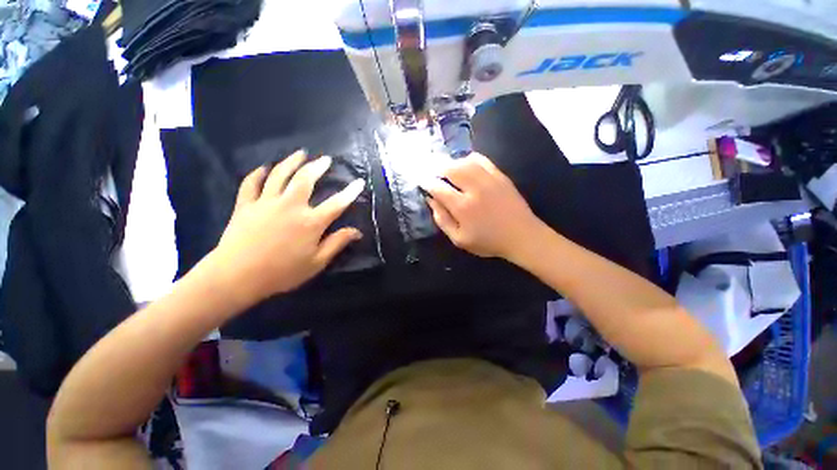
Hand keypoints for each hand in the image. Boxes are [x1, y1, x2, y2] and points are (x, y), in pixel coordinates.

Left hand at [206, 150, 364, 304]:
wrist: (236, 277)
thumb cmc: (282, 273)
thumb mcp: (316, 263)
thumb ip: (337, 243)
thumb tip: (357, 231)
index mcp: (310, 222)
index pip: (337, 203)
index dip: (350, 192)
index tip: (359, 181)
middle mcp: (290, 206)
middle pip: (306, 179)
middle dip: (318, 167)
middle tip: (325, 159)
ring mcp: (266, 203)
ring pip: (280, 175)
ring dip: (291, 162)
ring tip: (300, 154)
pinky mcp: (246, 205)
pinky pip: (251, 183)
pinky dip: (258, 173)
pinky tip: (264, 168)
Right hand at [421, 153, 543, 260]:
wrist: (521, 236)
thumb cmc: (488, 241)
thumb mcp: (459, 239)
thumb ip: (442, 220)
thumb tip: (431, 201)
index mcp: (462, 206)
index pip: (438, 187)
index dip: (427, 183)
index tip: (422, 182)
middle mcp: (474, 188)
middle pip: (450, 168)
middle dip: (437, 169)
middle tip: (433, 174)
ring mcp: (488, 179)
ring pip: (464, 161)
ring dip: (451, 163)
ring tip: (446, 169)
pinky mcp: (499, 175)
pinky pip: (481, 160)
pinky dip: (469, 159)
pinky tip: (465, 165)